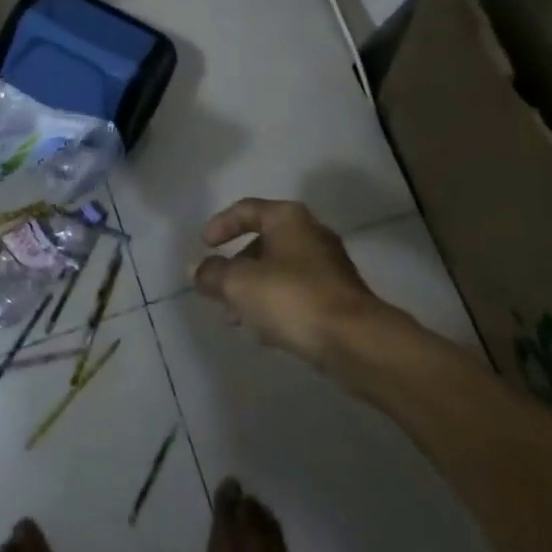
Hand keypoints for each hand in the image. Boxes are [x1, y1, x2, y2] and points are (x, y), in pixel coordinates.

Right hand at [191, 199, 380, 366]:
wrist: (356, 341)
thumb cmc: (293, 298)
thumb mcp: (239, 284)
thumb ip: (212, 274)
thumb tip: (196, 269)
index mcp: (288, 218)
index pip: (246, 209)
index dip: (221, 224)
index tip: (204, 245)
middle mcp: (311, 233)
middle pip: (263, 242)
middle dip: (237, 267)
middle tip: (218, 289)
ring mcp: (329, 265)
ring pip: (280, 271)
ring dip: (254, 290)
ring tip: (236, 318)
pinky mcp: (339, 297)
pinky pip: (297, 294)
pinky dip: (276, 305)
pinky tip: (264, 333)